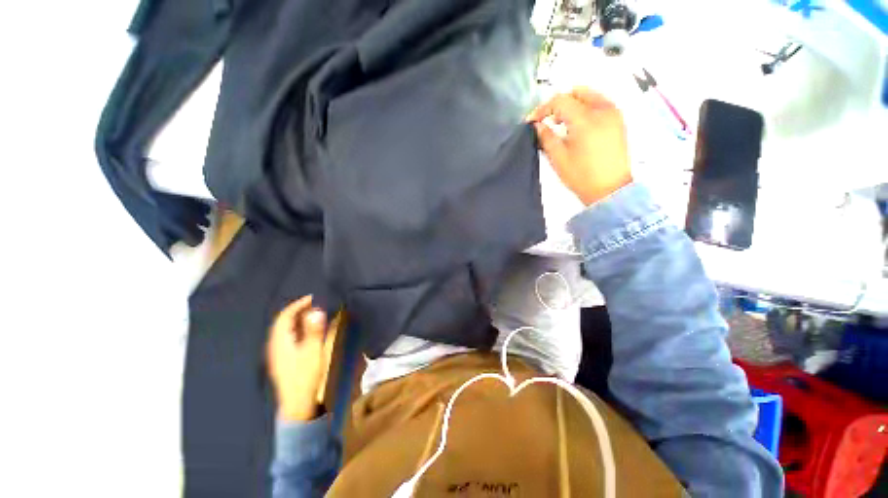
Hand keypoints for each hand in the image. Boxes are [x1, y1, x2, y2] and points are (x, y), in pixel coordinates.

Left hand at [266, 296, 328, 421]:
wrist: (297, 404)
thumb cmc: (305, 376)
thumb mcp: (313, 352)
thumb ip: (314, 331)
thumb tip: (316, 310)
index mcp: (280, 342)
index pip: (285, 316)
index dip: (297, 304)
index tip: (312, 297)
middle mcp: (275, 346)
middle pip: (283, 322)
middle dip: (298, 310)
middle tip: (315, 304)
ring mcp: (278, 354)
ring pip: (285, 331)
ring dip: (298, 320)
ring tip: (313, 314)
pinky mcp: (283, 361)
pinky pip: (288, 338)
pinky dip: (297, 329)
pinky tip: (307, 333)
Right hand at [528, 88, 631, 204]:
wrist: (610, 189)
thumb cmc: (581, 176)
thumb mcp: (558, 158)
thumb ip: (546, 137)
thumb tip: (537, 124)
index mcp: (585, 119)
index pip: (560, 101)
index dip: (543, 109)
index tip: (532, 121)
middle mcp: (603, 109)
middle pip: (576, 92)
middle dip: (558, 104)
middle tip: (548, 121)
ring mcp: (614, 113)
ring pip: (589, 95)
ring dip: (572, 105)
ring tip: (562, 124)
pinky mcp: (618, 120)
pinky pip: (599, 103)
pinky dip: (585, 108)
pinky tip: (577, 127)